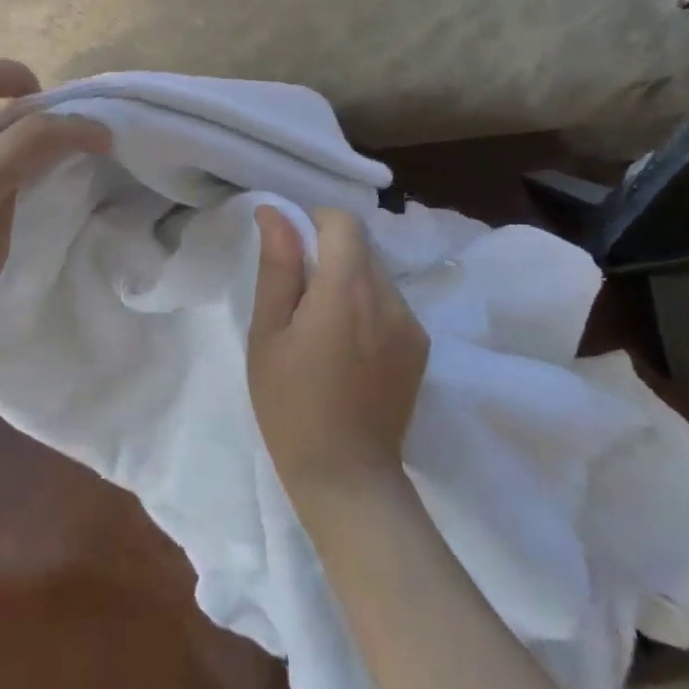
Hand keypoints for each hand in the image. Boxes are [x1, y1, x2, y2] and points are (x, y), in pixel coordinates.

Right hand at [247, 207, 429, 507]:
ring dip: (347, 278)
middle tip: (297, 294)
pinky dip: (365, 304)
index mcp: (347, 290)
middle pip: (362, 245)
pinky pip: (390, 302)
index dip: (313, 223)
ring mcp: (412, 324)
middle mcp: (389, 298)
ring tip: (321, 325)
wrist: (346, 476)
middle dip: (328, 252)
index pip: (344, 221)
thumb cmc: (290, 403)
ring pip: (376, 272)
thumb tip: (276, 212)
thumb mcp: (268, 332)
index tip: (289, 252)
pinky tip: (346, 346)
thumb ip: (277, 266)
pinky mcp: (420, 346)